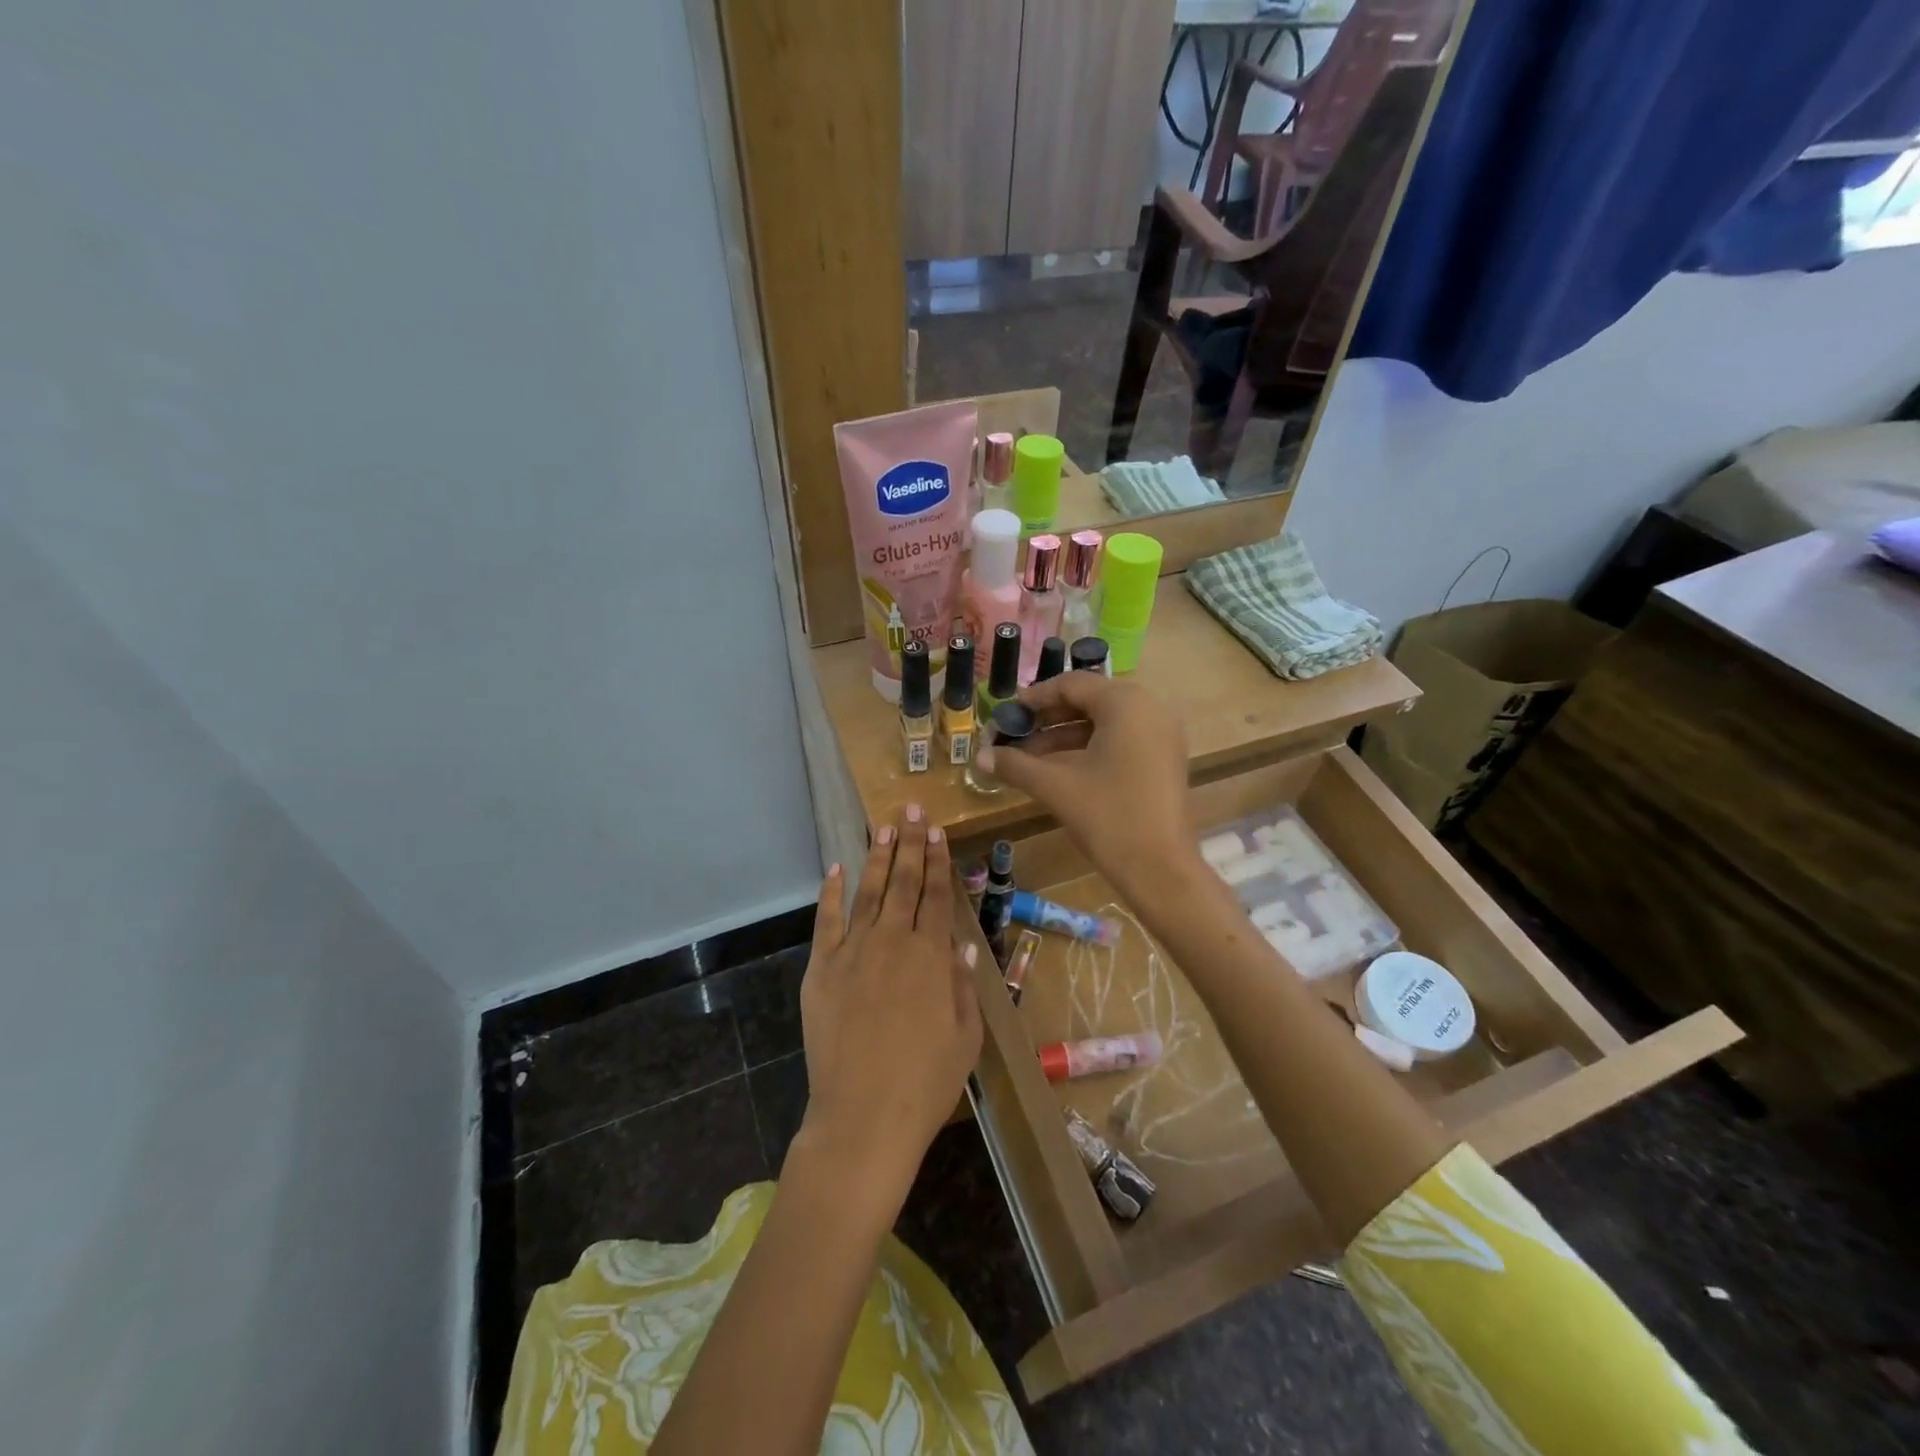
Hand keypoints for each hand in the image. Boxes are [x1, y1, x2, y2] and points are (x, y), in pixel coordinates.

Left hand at [793, 806, 981, 1221]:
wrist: (864, 1116)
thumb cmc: (926, 1082)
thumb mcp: (966, 1036)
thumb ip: (963, 984)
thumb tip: (961, 942)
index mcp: (931, 956)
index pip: (936, 895)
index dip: (938, 860)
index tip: (937, 830)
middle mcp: (893, 942)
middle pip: (904, 883)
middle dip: (910, 844)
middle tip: (911, 810)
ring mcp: (853, 952)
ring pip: (869, 892)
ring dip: (878, 858)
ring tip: (884, 828)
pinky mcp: (821, 969)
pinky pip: (827, 921)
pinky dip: (831, 893)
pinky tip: (835, 869)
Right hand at [974, 673, 1204, 908]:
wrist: (1161, 869)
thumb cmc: (1108, 817)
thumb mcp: (1056, 787)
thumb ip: (1016, 765)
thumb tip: (979, 757)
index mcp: (1126, 703)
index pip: (1072, 684)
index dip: (1035, 697)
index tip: (1007, 713)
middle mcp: (1149, 708)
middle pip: (1090, 700)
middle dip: (1049, 717)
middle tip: (1015, 733)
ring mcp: (1162, 733)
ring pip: (1105, 721)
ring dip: (1066, 734)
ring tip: (1029, 756)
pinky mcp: (1165, 757)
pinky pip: (1121, 738)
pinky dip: (1090, 746)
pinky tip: (1059, 768)